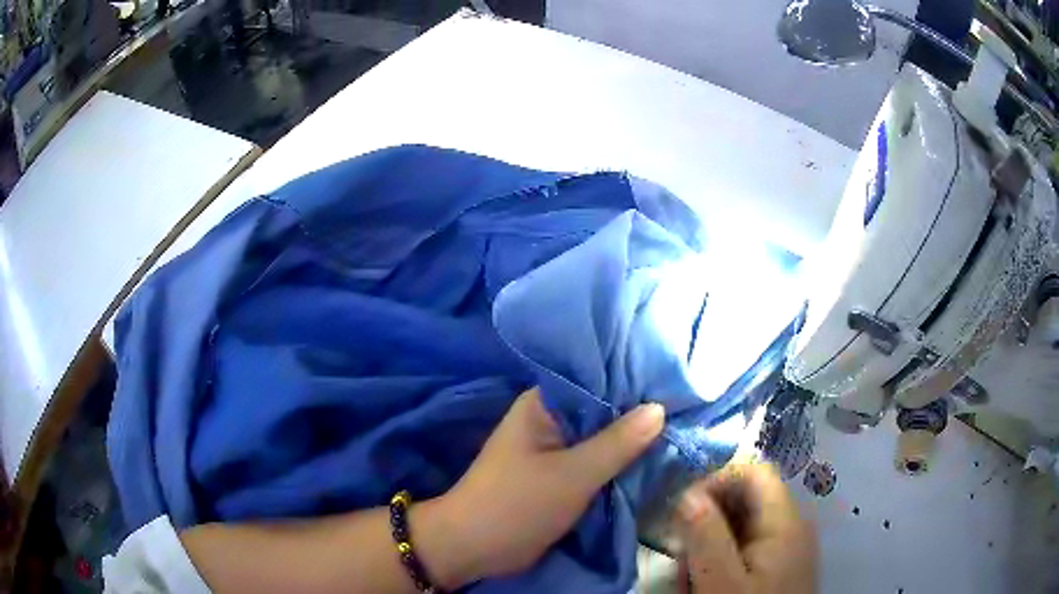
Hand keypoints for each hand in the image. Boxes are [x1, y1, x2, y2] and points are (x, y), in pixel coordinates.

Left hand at [418, 388, 664, 587]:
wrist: (476, 548)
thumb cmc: (517, 505)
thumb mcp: (573, 474)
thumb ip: (617, 443)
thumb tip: (659, 408)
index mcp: (544, 404)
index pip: (597, 379)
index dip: (635, 380)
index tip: (675, 383)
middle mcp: (550, 420)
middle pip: (603, 410)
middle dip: (638, 415)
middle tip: (686, 409)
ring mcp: (555, 449)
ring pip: (602, 438)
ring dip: (631, 442)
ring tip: (679, 430)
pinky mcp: (559, 476)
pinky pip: (596, 462)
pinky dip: (618, 463)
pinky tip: (653, 459)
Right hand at [675, 463, 816, 593]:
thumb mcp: (720, 583)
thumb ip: (706, 535)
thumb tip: (688, 493)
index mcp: (785, 521)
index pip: (754, 472)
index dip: (716, 480)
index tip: (682, 511)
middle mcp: (792, 525)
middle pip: (747, 498)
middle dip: (707, 518)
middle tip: (681, 553)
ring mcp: (788, 546)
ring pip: (743, 525)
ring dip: (710, 543)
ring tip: (690, 576)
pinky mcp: (780, 565)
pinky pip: (748, 547)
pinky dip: (722, 558)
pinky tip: (707, 583)